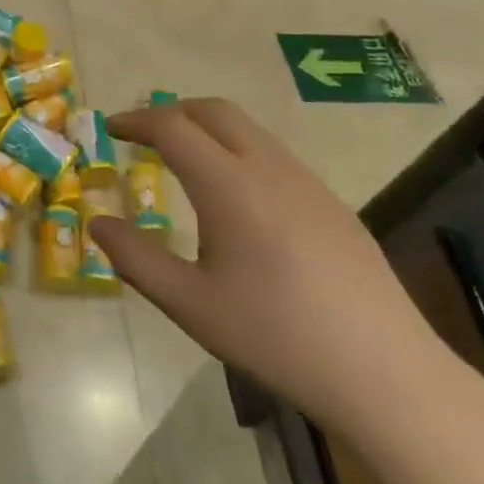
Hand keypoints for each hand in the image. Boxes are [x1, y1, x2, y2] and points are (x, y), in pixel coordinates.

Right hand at [88, 99, 440, 434]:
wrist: (385, 373)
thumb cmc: (276, 337)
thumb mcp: (191, 305)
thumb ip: (136, 259)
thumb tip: (98, 223)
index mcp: (230, 185)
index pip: (173, 127)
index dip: (137, 121)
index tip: (111, 130)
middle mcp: (270, 168)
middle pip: (214, 111)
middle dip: (172, 112)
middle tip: (143, 136)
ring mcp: (308, 182)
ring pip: (249, 130)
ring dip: (208, 129)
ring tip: (184, 161)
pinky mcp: (333, 203)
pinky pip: (274, 155)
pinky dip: (238, 151)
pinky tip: (237, 199)